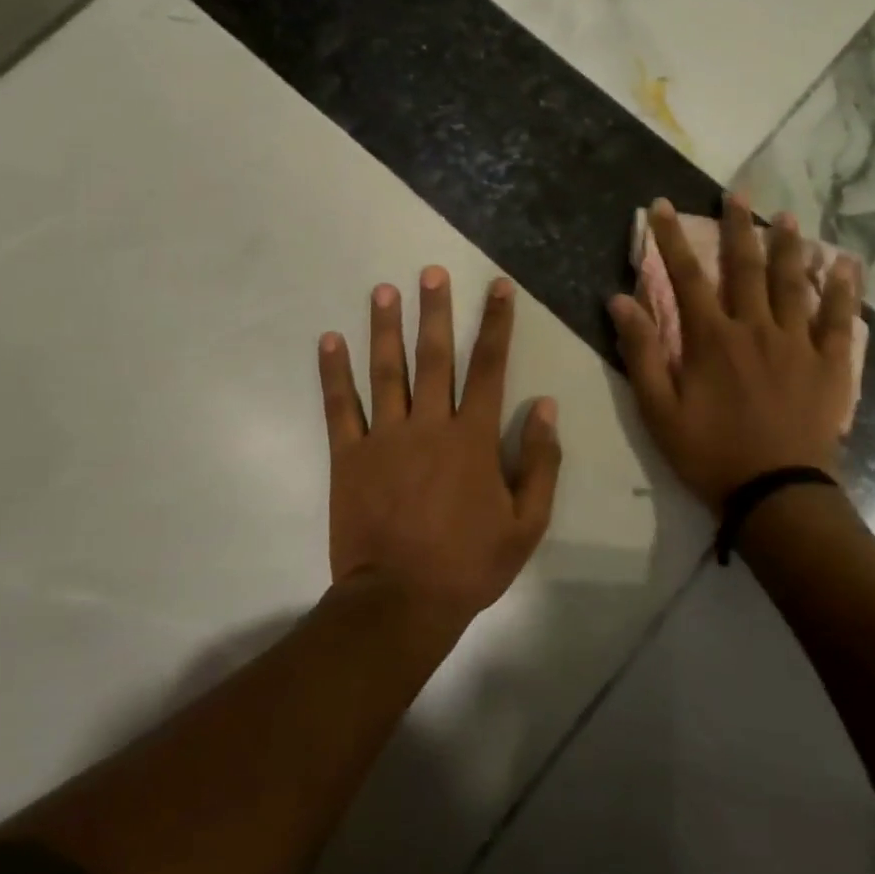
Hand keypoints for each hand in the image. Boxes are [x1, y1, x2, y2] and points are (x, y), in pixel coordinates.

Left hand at [318, 268, 561, 627]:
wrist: (399, 602)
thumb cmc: (469, 564)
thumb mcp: (526, 523)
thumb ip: (539, 462)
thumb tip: (545, 407)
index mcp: (473, 438)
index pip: (489, 367)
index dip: (495, 324)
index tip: (498, 287)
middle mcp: (429, 425)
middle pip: (434, 357)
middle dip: (435, 311)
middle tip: (430, 271)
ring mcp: (384, 438)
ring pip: (386, 371)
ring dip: (385, 328)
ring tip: (383, 290)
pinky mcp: (349, 456)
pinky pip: (340, 407)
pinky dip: (334, 373)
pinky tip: (329, 340)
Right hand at [609, 197, 860, 513]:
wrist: (777, 494)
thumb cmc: (711, 454)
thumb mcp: (660, 410)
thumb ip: (641, 353)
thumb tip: (619, 301)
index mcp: (712, 339)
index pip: (685, 276)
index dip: (671, 238)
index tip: (661, 206)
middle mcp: (755, 328)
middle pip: (745, 267)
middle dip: (737, 226)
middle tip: (736, 192)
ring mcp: (797, 344)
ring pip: (792, 283)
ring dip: (788, 247)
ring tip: (787, 216)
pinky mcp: (829, 364)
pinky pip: (839, 319)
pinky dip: (842, 289)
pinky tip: (845, 264)